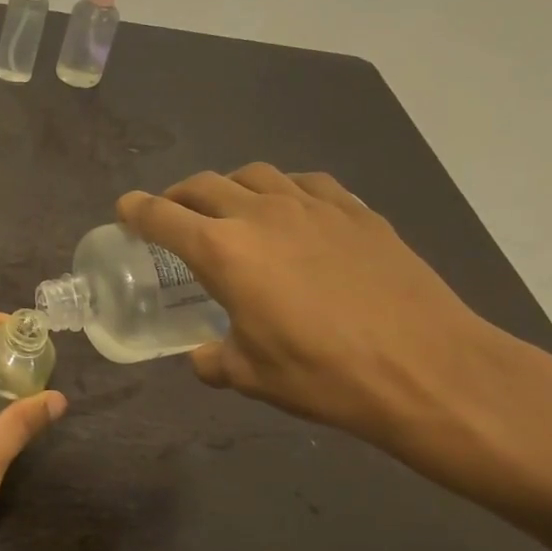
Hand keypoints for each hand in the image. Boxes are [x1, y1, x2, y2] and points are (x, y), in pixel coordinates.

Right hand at [117, 165, 501, 443]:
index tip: (124, 209)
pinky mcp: (356, 211)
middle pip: (203, 185)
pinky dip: (285, 190)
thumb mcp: (253, 376)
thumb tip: (203, 358)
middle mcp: (261, 214)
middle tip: (172, 214)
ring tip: (231, 207)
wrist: (427, 369)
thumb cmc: (324, 374)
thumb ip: (215, 360)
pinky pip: (308, 183)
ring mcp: (313, 205)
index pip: (163, 216)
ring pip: (255, 174)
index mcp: (223, 251)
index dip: (136, 210)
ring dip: (230, 186)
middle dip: (178, 196)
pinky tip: (294, 211)